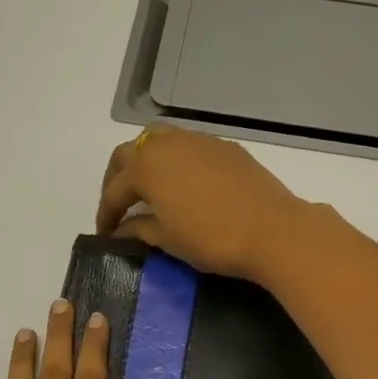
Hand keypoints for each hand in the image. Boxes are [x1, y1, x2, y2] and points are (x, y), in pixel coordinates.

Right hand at [95, 126, 308, 281]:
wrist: (273, 230)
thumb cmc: (212, 239)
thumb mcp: (168, 239)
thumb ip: (139, 229)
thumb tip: (122, 230)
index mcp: (146, 167)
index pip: (114, 190)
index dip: (106, 213)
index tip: (105, 233)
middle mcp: (167, 144)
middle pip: (128, 153)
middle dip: (117, 178)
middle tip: (118, 205)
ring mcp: (198, 140)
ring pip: (158, 139)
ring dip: (144, 160)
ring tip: (147, 186)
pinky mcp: (224, 146)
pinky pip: (187, 145)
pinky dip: (174, 159)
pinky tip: (182, 182)